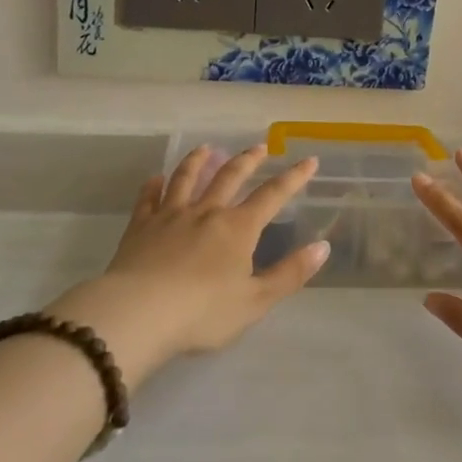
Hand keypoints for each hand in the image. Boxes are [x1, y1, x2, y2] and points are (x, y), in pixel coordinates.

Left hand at [50, 145, 327, 385]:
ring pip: (186, 179)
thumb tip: (322, 246)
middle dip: (248, 160)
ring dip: (198, 161)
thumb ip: (290, 273)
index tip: (309, 160)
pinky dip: (153, 186)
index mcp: (238, 228)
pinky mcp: (140, 227)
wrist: (139, 314)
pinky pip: (148, 199)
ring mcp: (170, 216)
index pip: (272, 195)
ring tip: (207, 148)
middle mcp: (206, 212)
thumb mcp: (255, 301)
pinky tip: (155, 179)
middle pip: (229, 177)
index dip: (293, 177)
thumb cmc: (203, 313)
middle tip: (260, 146)